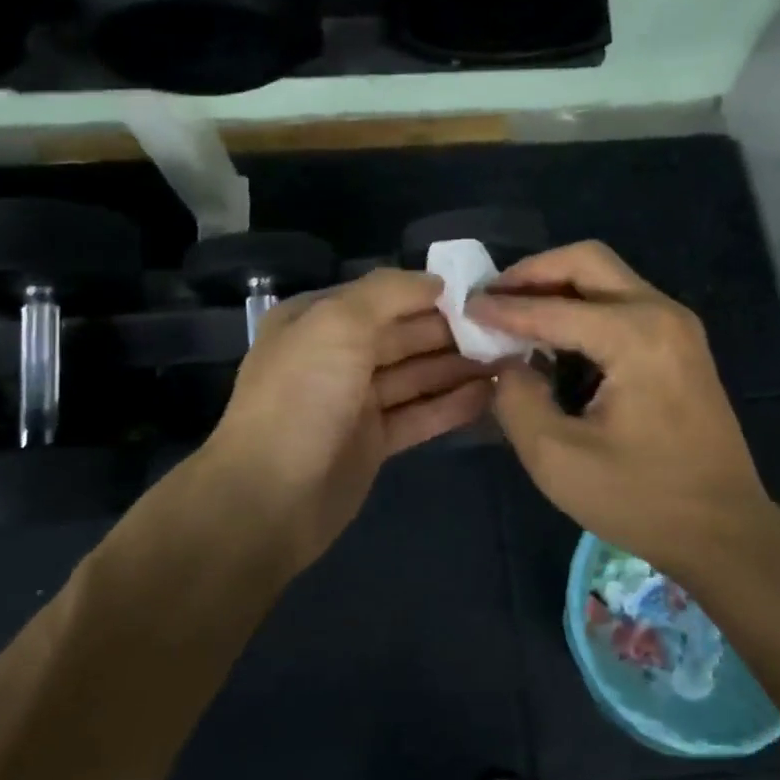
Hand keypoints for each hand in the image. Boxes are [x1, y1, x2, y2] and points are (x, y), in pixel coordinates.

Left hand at [202, 267, 492, 567]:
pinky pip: (418, 414)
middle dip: (453, 331)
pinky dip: (451, 405)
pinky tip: (491, 395)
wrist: (268, 498)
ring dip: (459, 367)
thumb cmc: (301, 398)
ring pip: (416, 376)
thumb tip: (436, 281)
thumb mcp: (336, 324)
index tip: (482, 294)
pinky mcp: (372, 442)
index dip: (431, 293)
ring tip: (511, 358)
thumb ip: (387, 293)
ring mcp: (354, 402)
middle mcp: (336, 356)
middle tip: (508, 330)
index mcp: (317, 321)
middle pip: (404, 335)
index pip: (383, 296)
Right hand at [466, 241, 779, 580]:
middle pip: (587, 261)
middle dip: (533, 273)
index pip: (552, 308)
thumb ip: (517, 399)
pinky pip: (621, 302)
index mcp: (636, 336)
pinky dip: (581, 306)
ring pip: (606, 277)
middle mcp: (662, 314)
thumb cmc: (641, 499)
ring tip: (514, 315)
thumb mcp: (557, 458)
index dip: (502, 309)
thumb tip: (505, 363)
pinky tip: (554, 338)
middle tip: (492, 298)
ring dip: (557, 287)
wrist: (724, 532)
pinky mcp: (680, 345)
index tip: (463, 309)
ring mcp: (677, 326)